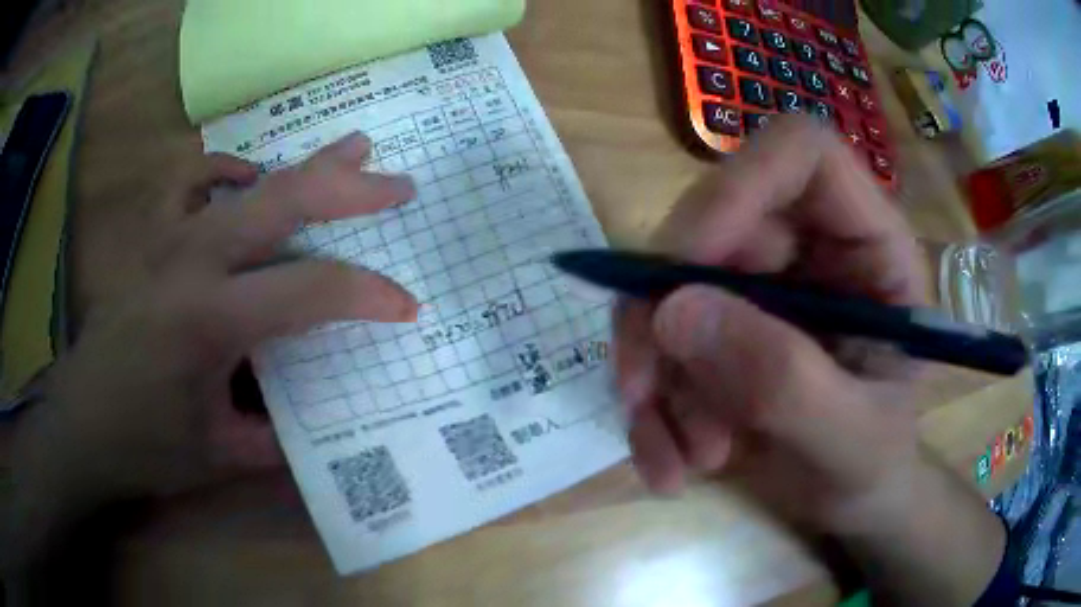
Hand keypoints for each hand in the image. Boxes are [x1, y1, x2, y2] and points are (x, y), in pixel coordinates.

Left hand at [12, 133, 418, 506]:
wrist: (81, 426)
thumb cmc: (145, 447)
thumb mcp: (222, 456)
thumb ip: (281, 435)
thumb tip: (328, 424)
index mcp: (211, 318)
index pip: (310, 290)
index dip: (368, 294)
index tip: (407, 307)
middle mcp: (190, 260)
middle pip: (282, 201)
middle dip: (349, 188)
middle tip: (397, 184)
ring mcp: (164, 240)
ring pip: (240, 178)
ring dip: (297, 166)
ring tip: (343, 154)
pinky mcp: (147, 240)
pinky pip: (186, 181)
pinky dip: (221, 168)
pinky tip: (243, 177)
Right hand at [615, 118, 1006, 604]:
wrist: (849, 503)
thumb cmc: (874, 467)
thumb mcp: (850, 442)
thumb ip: (784, 381)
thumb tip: (671, 312)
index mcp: (869, 246)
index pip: (799, 154)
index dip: (737, 188)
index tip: (685, 272)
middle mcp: (808, 246)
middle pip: (709, 225)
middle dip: (666, 321)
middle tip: (649, 401)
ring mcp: (758, 284)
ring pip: (666, 289)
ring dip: (658, 380)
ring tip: (688, 462)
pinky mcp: (719, 325)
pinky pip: (655, 340)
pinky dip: (650, 408)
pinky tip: (669, 464)